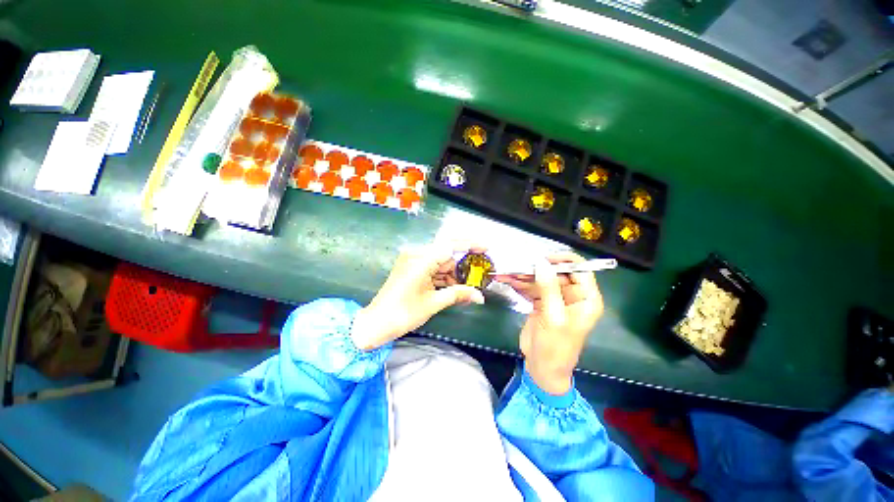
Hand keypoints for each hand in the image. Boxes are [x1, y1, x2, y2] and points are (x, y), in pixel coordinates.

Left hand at [351, 243, 485, 350]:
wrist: (376, 323)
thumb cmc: (403, 313)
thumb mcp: (434, 303)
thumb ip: (458, 294)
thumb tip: (480, 297)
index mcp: (421, 259)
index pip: (450, 245)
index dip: (469, 245)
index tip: (486, 248)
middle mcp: (416, 255)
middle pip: (446, 255)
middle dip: (461, 267)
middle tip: (477, 278)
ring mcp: (413, 261)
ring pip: (440, 262)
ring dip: (453, 274)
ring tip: (465, 288)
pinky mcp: (411, 268)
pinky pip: (432, 268)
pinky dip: (443, 277)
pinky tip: (452, 287)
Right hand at [495, 252, 603, 394]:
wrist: (541, 368)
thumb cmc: (555, 346)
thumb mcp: (553, 317)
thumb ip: (548, 288)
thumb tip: (541, 262)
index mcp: (586, 298)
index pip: (580, 270)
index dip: (562, 261)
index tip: (541, 259)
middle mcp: (573, 295)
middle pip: (556, 272)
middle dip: (536, 269)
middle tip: (516, 267)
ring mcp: (556, 298)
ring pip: (541, 279)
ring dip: (524, 276)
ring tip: (507, 273)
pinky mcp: (542, 302)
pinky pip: (532, 287)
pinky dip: (520, 284)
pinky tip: (507, 280)